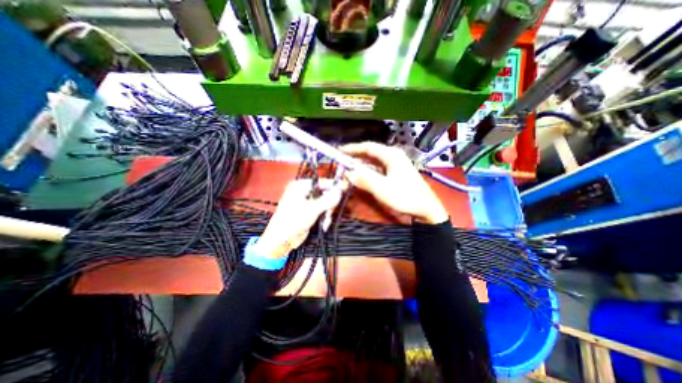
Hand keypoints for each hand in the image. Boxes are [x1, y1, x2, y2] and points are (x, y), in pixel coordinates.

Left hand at [256, 180, 347, 259]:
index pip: (322, 182)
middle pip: (325, 193)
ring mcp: (307, 201)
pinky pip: (322, 210)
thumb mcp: (312, 209)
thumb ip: (328, 199)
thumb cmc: (293, 221)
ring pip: (325, 202)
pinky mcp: (309, 211)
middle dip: (329, 204)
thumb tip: (340, 190)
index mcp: (301, 186)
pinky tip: (324, 224)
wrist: (281, 240)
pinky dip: (324, 217)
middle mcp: (304, 191)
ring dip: (328, 212)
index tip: (345, 190)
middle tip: (330, 212)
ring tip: (326, 221)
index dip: (333, 186)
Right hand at [341, 142, 447, 222]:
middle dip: (355, 157)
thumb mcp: (383, 189)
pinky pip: (378, 168)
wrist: (426, 208)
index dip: (353, 148)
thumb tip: (348, 173)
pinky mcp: (396, 173)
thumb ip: (365, 179)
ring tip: (348, 168)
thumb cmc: (406, 197)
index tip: (339, 151)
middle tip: (341, 161)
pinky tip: (362, 176)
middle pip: (370, 153)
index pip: (368, 147)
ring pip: (374, 161)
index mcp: (391, 155)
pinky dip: (368, 171)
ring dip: (361, 165)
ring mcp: (395, 164)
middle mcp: (393, 156)